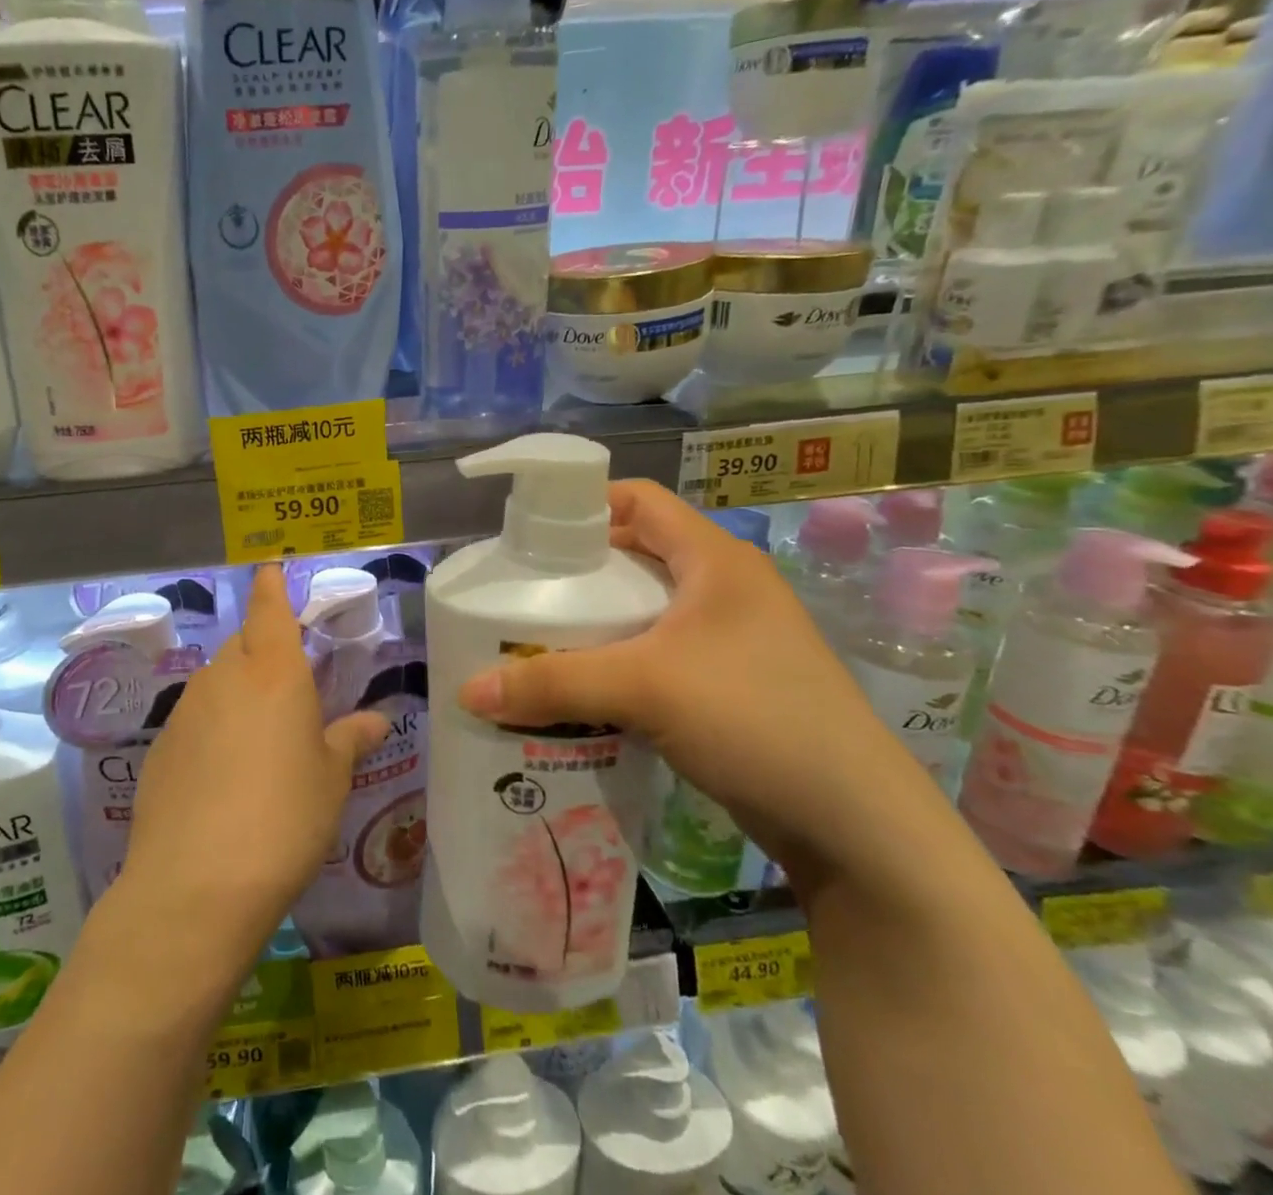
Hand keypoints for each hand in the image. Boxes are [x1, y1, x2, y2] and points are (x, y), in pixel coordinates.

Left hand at [120, 565, 390, 955]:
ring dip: (238, 691)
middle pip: (244, 645)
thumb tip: (374, 720)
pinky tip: (223, 773)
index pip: (270, 609)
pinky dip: (212, 727)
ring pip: (217, 681)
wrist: (196, 884)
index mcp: (274, 672)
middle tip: (287, 685)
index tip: (270, 568)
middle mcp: (225, 677)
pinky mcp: (160, 746)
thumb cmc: (283, 819)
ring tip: (259, 738)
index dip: (270, 586)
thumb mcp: (330, 781)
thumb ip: (348, 741)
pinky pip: (195, 719)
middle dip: (263, 649)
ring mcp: (186, 710)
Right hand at [458, 480, 935, 886]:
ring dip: (594, 625)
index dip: (583, 504)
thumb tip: (468, 692)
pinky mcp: (730, 685)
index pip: (639, 499)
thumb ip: (552, 683)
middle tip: (521, 597)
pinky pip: (657, 656)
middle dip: (576, 574)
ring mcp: (731, 640)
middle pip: (634, 556)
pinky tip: (581, 691)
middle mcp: (724, 588)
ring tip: (539, 644)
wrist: (858, 828)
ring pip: (644, 612)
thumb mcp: (644, 688)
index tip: (529, 536)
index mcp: (714, 560)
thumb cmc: (756, 719)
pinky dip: (616, 664)